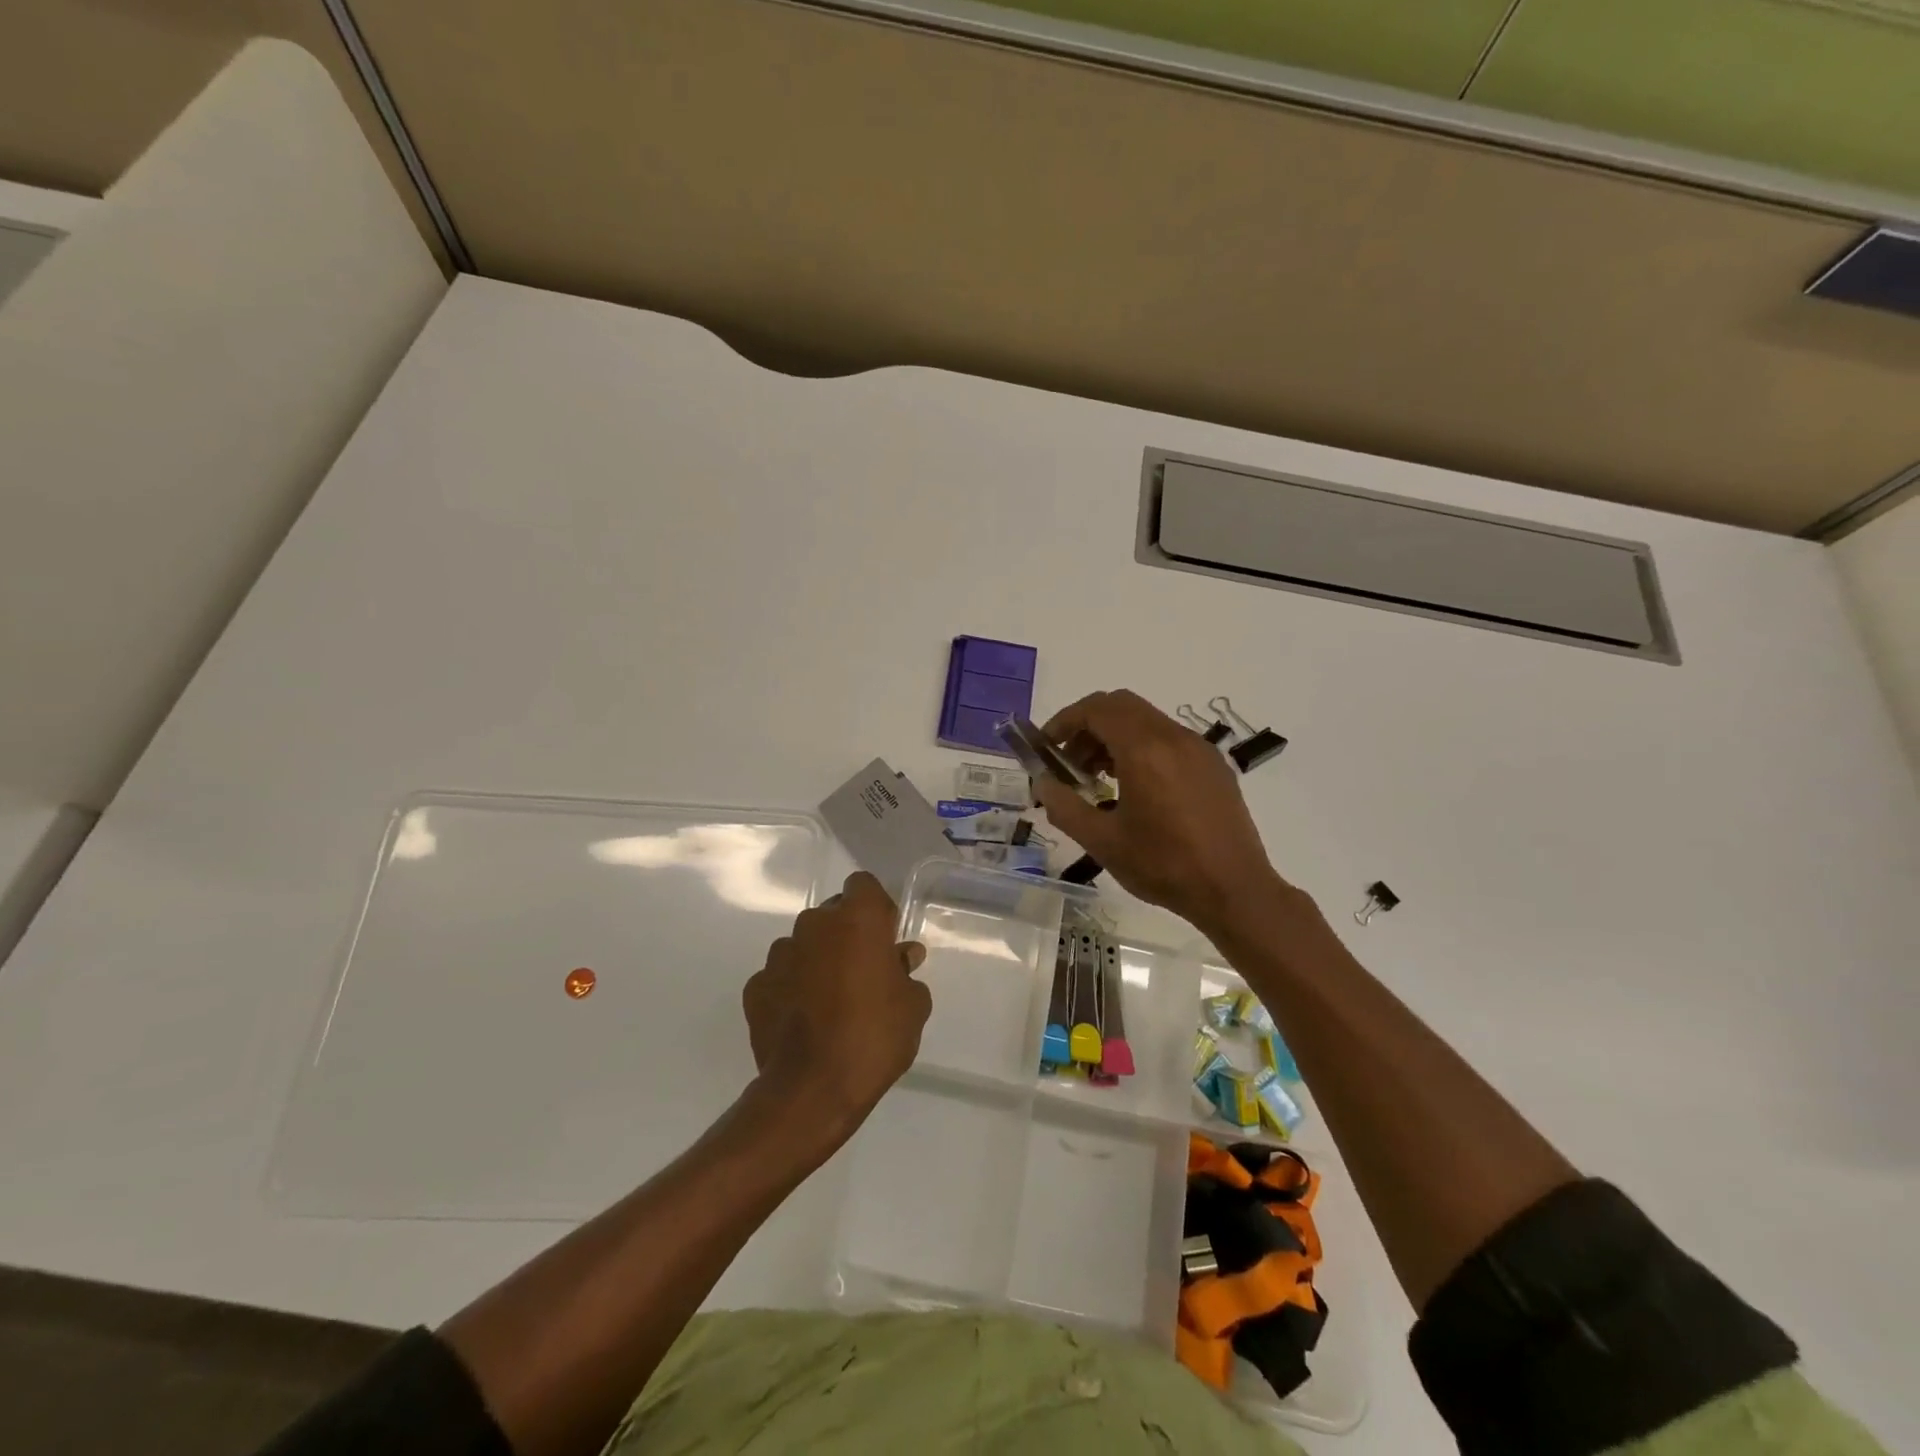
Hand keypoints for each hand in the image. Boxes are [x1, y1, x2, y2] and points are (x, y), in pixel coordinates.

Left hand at [741, 872, 930, 1136]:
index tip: (885, 939)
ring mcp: (779, 954)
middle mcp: (814, 925)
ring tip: (830, 1002)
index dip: (876, 908)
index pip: (863, 885)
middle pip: (832, 915)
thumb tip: (902, 957)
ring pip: (804, 945)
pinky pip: (780, 976)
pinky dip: (791, 988)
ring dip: (817, 961)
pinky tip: (804, 1020)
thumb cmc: (874, 1038)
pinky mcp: (755, 986)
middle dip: (847, 935)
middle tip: (863, 974)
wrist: (812, 1091)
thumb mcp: (913, 1006)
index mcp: (857, 919)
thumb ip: (906, 972)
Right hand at [1035, 690, 1285, 933]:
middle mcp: (1173, 737)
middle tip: (1069, 762)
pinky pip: (1168, 739)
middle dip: (1087, 726)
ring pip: (1146, 721)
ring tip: (1097, 779)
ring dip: (1114, 737)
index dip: (1064, 721)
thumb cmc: (1163, 866)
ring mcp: (1198, 749)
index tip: (1046, 746)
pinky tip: (1135, 789)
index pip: (1096, 709)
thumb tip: (1042, 783)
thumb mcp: (1102, 841)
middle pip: (1121, 706)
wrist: (1234, 890)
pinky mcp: (1213, 765)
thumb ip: (1064, 807)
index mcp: (1145, 749)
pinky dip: (1141, 747)